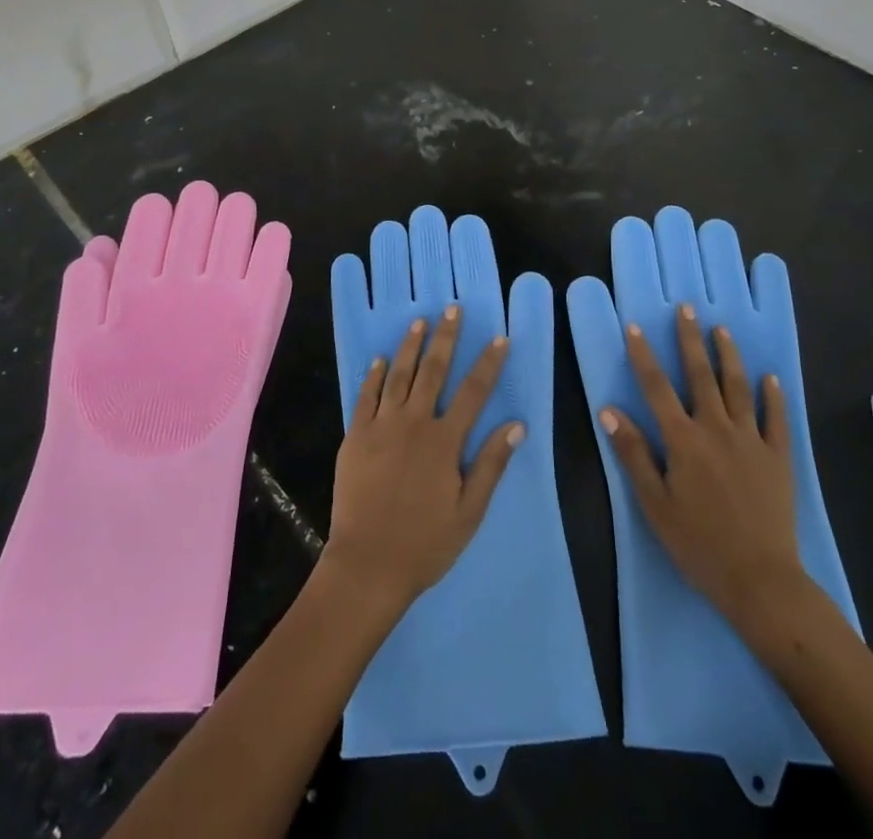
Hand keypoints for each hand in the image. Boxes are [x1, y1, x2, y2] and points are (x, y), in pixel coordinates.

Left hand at [322, 305, 523, 612]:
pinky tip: (380, 359)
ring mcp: (381, 426)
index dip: (488, 364)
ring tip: (419, 321)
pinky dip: (374, 375)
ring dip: (410, 346)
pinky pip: (365, 396)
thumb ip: (491, 464)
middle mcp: (414, 423)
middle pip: (433, 371)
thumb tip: (517, 425)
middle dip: (445, 338)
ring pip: (398, 375)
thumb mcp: (469, 511)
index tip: (499, 338)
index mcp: (445, 441)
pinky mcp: (355, 436)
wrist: (368, 563)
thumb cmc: (425, 543)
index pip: (473, 392)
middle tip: (452, 309)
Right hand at [599, 305, 811, 642]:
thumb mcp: (654, 503)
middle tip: (687, 309)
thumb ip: (633, 453)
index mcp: (683, 440)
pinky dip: (772, 396)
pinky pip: (776, 419)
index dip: (644, 355)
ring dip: (729, 356)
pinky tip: (770, 378)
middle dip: (691, 340)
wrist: (761, 581)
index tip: (635, 327)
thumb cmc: (698, 544)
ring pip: (738, 388)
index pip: (657, 388)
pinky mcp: (778, 458)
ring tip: (722, 330)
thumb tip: (609, 410)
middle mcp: (716, 429)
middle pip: (701, 376)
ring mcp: (751, 441)